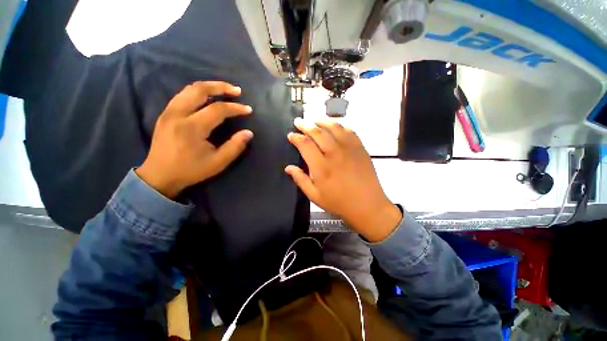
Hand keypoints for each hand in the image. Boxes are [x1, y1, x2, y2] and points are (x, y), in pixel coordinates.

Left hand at [136, 81, 252, 197]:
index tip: (248, 109)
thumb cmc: (191, 170)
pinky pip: (183, 95)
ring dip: (209, 86)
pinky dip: (198, 92)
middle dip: (220, 87)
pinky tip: (207, 97)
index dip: (235, 108)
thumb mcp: (218, 162)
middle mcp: (178, 114)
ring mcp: (169, 112)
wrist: (159, 176)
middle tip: (236, 90)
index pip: (217, 109)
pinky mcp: (165, 114)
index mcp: (192, 128)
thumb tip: (248, 133)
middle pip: (200, 90)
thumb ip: (235, 146)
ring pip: (189, 89)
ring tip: (224, 90)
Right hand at [286, 118, 401, 241]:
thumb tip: (288, 167)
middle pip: (317, 132)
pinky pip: (349, 131)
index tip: (291, 135)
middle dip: (305, 125)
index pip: (305, 144)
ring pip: (333, 127)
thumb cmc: (339, 203)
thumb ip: (300, 179)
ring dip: (322, 121)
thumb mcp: (315, 196)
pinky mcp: (360, 148)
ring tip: (314, 120)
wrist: (367, 206)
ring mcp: (349, 149)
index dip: (296, 137)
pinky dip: (340, 125)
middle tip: (298, 121)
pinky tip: (335, 126)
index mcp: (321, 166)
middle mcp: (334, 153)